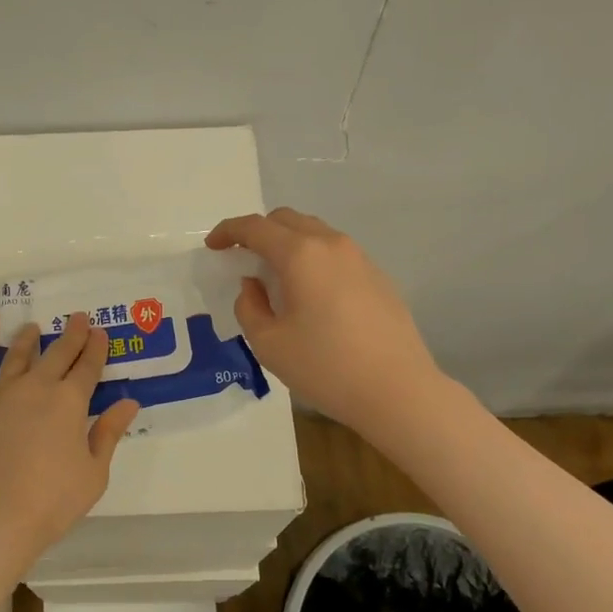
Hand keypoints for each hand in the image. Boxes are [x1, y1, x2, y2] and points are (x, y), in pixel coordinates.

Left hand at [0, 312, 139, 560]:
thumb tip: (128, 402)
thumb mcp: (93, 473)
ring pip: (18, 354)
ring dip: (30, 338)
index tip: (100, 333)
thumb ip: (109, 434)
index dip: (96, 349)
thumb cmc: (49, 502)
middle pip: (58, 354)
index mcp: (70, 402)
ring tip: (34, 328)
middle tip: (77, 319)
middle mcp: (36, 386)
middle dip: (71, 335)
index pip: (88, 367)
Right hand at [205, 207, 439, 433]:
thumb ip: (249, 307)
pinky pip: (335, 254)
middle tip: (242, 258)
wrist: (399, 391)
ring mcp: (360, 258)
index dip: (228, 231)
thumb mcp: (268, 343)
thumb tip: (254, 286)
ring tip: (276, 277)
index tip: (213, 246)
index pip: (255, 227)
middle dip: (258, 232)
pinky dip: (313, 259)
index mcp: (300, 254)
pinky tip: (311, 295)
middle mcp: (331, 244)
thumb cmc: (325, 367)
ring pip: (314, 233)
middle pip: (287, 220)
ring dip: (288, 244)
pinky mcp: (378, 277)